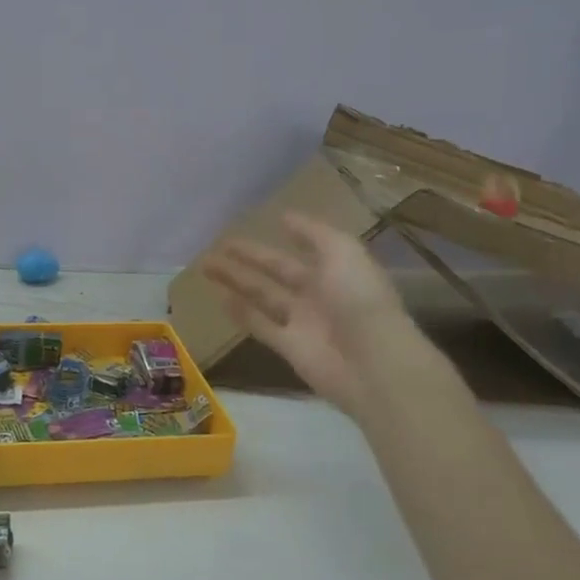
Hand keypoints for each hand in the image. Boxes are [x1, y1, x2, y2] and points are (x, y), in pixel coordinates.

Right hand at [201, 212, 411, 415]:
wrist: (372, 362)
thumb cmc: (359, 298)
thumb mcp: (343, 252)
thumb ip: (313, 233)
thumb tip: (284, 217)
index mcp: (338, 269)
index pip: (308, 247)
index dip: (288, 235)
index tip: (262, 222)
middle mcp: (319, 293)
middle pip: (278, 271)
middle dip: (249, 257)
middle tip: (218, 244)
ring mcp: (303, 322)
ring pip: (262, 295)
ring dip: (236, 280)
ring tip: (206, 265)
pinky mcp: (288, 347)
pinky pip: (260, 325)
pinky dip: (240, 313)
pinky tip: (219, 298)